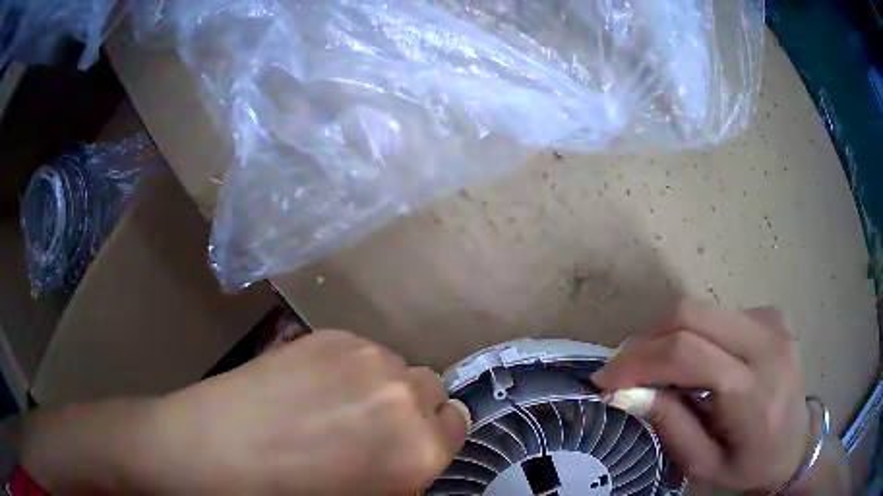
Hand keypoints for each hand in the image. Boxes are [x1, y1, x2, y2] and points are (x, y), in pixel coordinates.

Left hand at [20, 330, 469, 494]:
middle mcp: (403, 397)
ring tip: (334, 402)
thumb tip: (413, 443)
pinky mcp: (327, 334)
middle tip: (370, 423)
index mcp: (418, 451)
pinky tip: (311, 383)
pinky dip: (351, 365)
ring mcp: (364, 357)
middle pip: (431, 388)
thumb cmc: (289, 494)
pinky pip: (362, 349)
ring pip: (395, 364)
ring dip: (379, 382)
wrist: (212, 452)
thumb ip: (403, 468)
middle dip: (409, 406)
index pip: (458, 424)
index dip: (433, 433)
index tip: (409, 439)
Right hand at [591, 298, 815, 491]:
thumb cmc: (750, 464)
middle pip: (692, 314)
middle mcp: (767, 343)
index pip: (689, 354)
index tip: (604, 379)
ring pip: (701, 309)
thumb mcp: (704, 464)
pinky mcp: (770, 313)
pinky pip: (717, 315)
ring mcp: (772, 321)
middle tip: (624, 371)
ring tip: (654, 370)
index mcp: (754, 392)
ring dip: (666, 337)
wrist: (797, 442)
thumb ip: (669, 425)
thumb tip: (626, 392)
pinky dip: (692, 335)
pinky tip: (696, 363)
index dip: (638, 360)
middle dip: (646, 340)